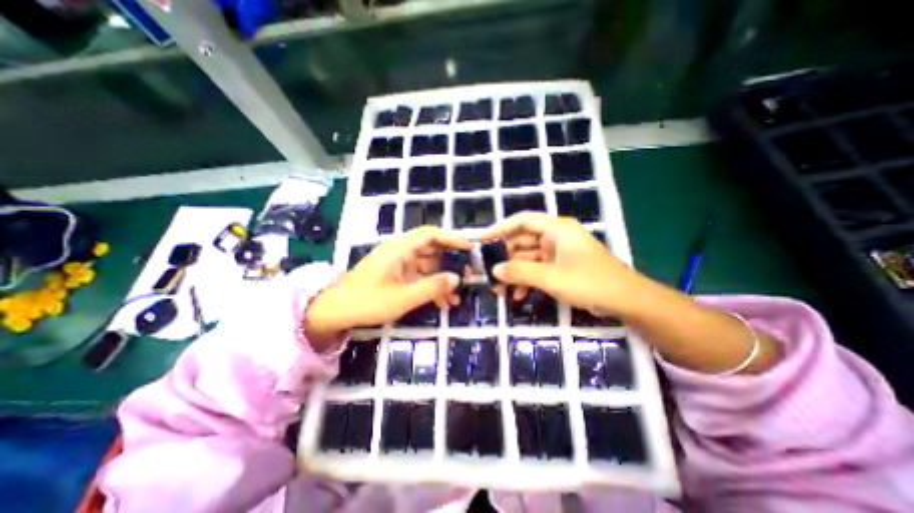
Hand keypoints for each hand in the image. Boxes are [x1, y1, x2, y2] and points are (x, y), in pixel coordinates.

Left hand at [305, 224, 469, 343]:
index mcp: (399, 250)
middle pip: (431, 250)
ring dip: (442, 279)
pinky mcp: (396, 276)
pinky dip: (431, 287)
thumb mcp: (403, 298)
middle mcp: (400, 253)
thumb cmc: (367, 302)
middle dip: (451, 262)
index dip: (451, 238)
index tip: (469, 248)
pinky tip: (443, 303)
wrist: (335, 312)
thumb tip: (457, 278)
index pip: (430, 234)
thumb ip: (432, 287)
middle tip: (468, 274)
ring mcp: (398, 265)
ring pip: (427, 266)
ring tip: (458, 296)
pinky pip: (418, 277)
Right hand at [486, 212, 640, 316]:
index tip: (482, 241)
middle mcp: (555, 237)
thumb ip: (521, 272)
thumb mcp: (552, 278)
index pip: (522, 221)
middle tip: (488, 273)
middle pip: (522, 241)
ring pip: (528, 258)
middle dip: (505, 258)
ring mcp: (558, 253)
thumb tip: (494, 270)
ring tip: (500, 290)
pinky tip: (518, 296)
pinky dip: (527, 281)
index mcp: (556, 229)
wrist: (627, 301)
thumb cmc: (590, 282)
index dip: (500, 228)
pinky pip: (537, 270)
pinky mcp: (560, 267)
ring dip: (515, 273)